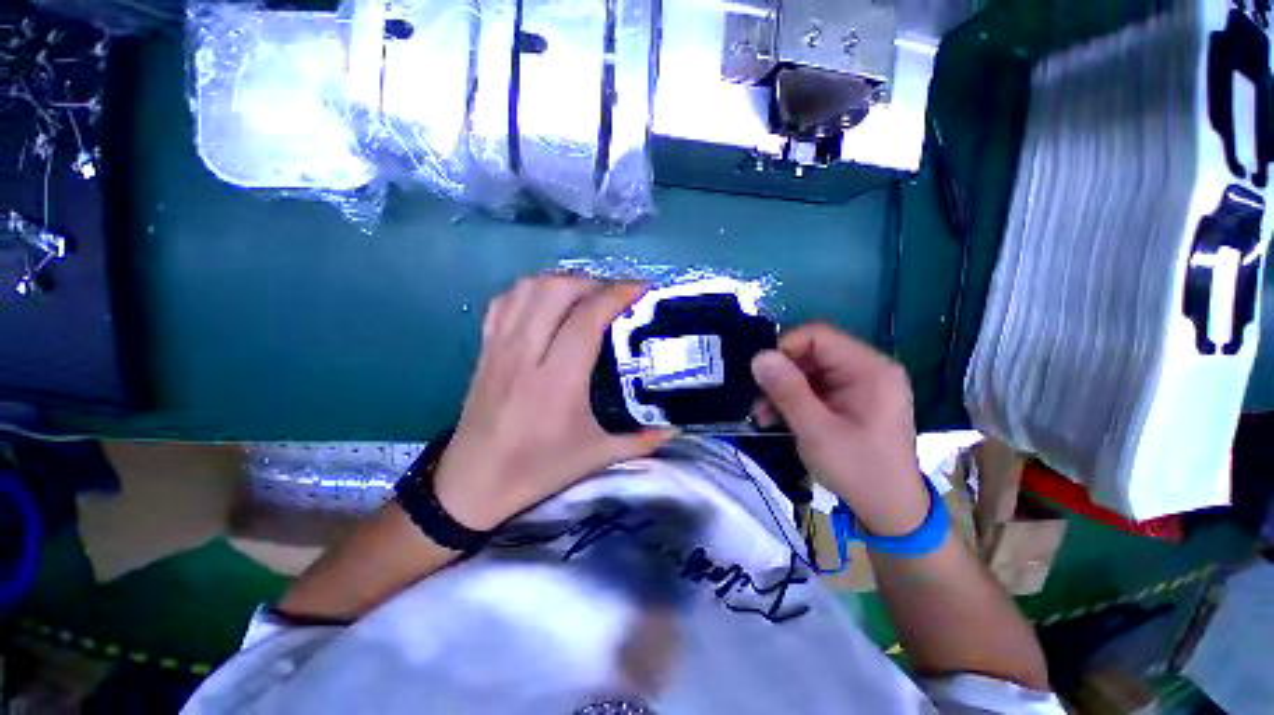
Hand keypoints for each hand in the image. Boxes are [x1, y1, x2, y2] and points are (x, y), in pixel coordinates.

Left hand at [432, 275, 676, 530]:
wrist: (473, 482)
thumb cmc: (538, 469)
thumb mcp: (596, 456)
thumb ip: (641, 440)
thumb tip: (677, 428)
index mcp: (557, 380)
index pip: (587, 318)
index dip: (617, 294)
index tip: (642, 288)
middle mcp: (526, 354)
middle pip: (556, 290)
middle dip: (592, 282)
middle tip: (614, 296)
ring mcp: (501, 347)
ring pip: (528, 288)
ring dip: (562, 282)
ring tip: (585, 295)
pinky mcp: (486, 348)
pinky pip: (505, 301)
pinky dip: (531, 291)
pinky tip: (548, 303)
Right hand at [750, 323, 928, 535]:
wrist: (890, 511)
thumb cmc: (858, 470)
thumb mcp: (816, 431)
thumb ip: (787, 391)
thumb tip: (759, 356)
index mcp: (870, 369)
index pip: (818, 335)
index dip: (784, 347)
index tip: (761, 374)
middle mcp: (867, 369)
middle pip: (811, 353)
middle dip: (780, 374)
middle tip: (758, 400)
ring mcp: (859, 384)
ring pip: (808, 371)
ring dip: (782, 390)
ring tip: (762, 415)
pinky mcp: (850, 399)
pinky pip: (814, 387)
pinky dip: (793, 399)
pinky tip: (776, 418)